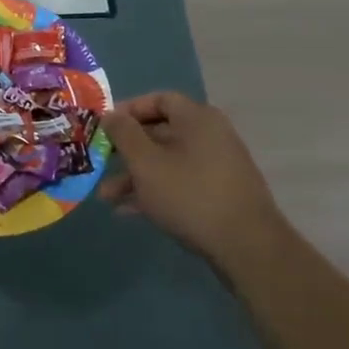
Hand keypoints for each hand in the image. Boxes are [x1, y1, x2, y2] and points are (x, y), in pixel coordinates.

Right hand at [99, 92, 282, 263]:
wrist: (248, 248)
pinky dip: (156, 191)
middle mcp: (211, 136)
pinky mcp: (220, 195)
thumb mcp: (145, 162)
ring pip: (168, 162)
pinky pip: (181, 183)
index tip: (105, 127)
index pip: (159, 100)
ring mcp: (218, 167)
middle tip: (101, 164)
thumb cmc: (190, 194)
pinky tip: (129, 211)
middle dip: (127, 151)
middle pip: (160, 133)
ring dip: (136, 176)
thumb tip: (110, 114)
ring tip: (107, 197)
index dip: (129, 110)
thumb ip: (123, 134)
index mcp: (197, 118)